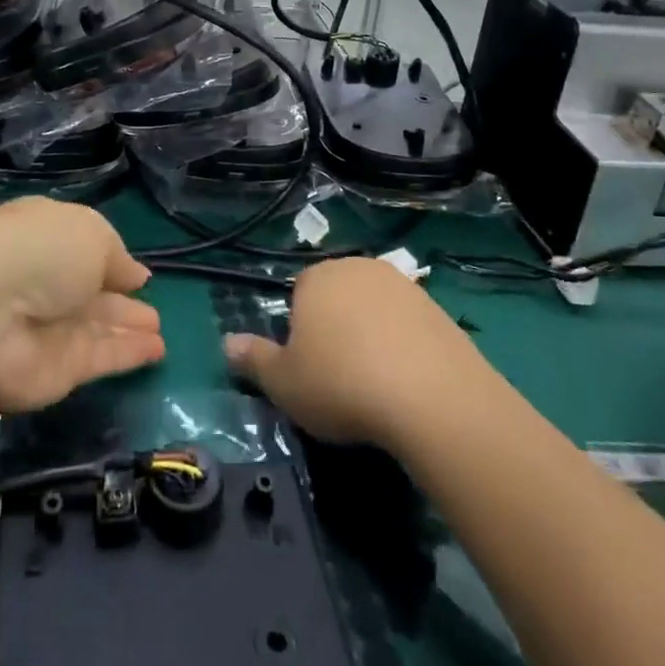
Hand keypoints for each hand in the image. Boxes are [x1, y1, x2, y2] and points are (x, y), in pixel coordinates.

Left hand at [0, 198, 163, 412]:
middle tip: (152, 308)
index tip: (137, 273)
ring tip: (159, 329)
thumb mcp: (91, 233)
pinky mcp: (57, 370)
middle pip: (88, 292)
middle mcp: (44, 281)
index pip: (80, 248)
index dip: (108, 259)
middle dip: (119, 299)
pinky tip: (157, 349)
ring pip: (96, 326)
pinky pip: (100, 358)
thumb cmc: (39, 251)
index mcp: (44, 236)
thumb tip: (135, 276)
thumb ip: (117, 256)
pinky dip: (128, 354)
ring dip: (127, 327)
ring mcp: (49, 328)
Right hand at [224, 257, 486, 449]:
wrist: (431, 396)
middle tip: (338, 376)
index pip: (299, 292)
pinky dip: (403, 346)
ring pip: (374, 310)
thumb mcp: (283, 382)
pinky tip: (406, 382)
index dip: (300, 330)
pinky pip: (408, 326)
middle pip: (338, 296)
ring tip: (375, 385)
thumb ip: (253, 359)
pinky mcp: (438, 309)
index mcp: (317, 277)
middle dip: (335, 327)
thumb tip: (226, 342)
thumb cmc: (341, 384)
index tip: (308, 367)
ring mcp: (403, 285)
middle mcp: (359, 268)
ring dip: (371, 336)